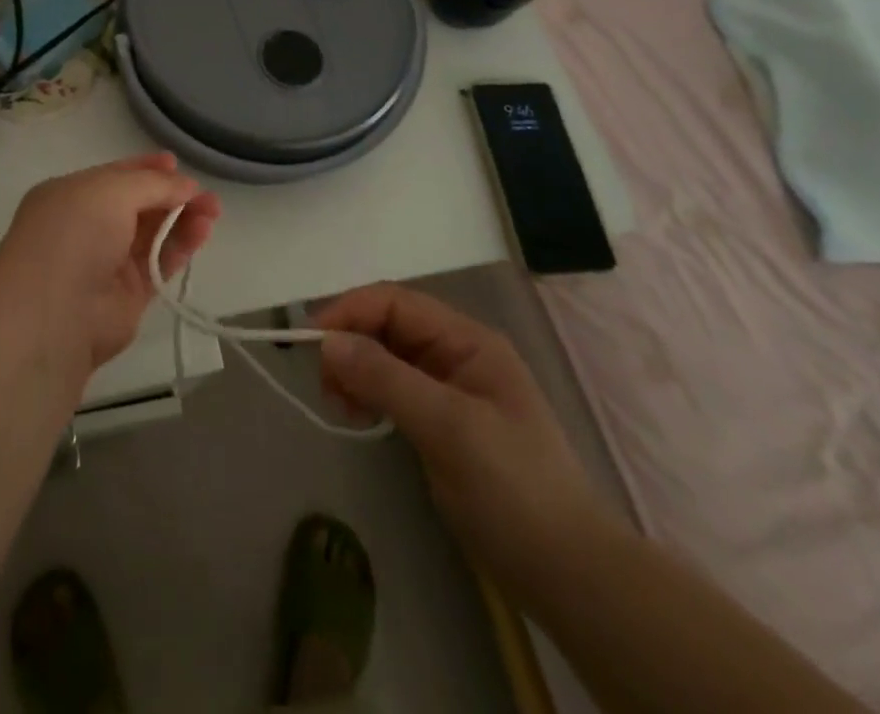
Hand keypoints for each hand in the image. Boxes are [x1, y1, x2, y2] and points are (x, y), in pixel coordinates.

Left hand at [0, 154, 221, 374]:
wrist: (54, 314)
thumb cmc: (74, 234)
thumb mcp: (111, 191)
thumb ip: (153, 184)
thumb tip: (186, 185)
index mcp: (71, 195)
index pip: (115, 176)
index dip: (146, 169)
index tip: (176, 163)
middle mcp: (88, 226)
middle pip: (139, 204)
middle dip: (172, 195)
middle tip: (206, 194)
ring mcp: (108, 261)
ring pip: (154, 233)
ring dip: (183, 219)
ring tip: (212, 211)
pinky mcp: (129, 293)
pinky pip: (161, 262)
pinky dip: (182, 245)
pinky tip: (203, 231)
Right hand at [315, 283, 613, 591]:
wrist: (569, 576)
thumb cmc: (513, 489)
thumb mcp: (448, 427)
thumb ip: (386, 377)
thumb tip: (327, 342)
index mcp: (467, 340)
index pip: (396, 303)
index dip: (350, 311)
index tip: (310, 340)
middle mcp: (457, 354)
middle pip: (388, 326)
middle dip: (350, 344)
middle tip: (325, 386)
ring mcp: (450, 390)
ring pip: (386, 357)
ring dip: (356, 371)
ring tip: (341, 406)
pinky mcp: (442, 424)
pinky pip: (393, 389)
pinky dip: (369, 395)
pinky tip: (359, 416)